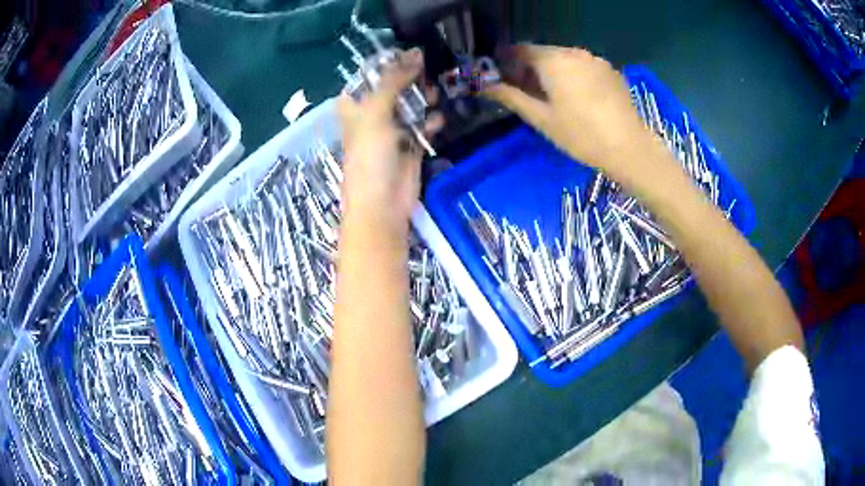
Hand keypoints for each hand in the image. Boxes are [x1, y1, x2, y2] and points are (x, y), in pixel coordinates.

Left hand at [338, 49, 441, 225]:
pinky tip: (437, 120)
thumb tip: (415, 53)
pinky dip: (430, 122)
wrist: (382, 204)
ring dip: (422, 99)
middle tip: (425, 71)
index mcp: (354, 108)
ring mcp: (392, 132)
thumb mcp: (376, 112)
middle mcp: (372, 117)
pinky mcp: (410, 147)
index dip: (384, 65)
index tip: (406, 54)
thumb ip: (394, 81)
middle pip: (392, 89)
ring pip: (410, 106)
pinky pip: (422, 127)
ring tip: (434, 94)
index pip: (367, 78)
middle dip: (409, 79)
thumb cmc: (369, 155)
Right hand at [486, 45, 657, 176]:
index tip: (501, 77)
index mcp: (553, 60)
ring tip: (552, 96)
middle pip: (543, 53)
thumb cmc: (581, 135)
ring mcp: (595, 60)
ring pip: (564, 59)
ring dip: (552, 71)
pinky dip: (573, 74)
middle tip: (525, 91)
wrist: (630, 148)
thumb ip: (511, 97)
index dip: (506, 60)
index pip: (520, 49)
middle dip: (530, 67)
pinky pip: (583, 66)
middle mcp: (574, 52)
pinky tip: (577, 97)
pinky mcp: (611, 71)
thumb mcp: (541, 118)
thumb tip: (484, 86)